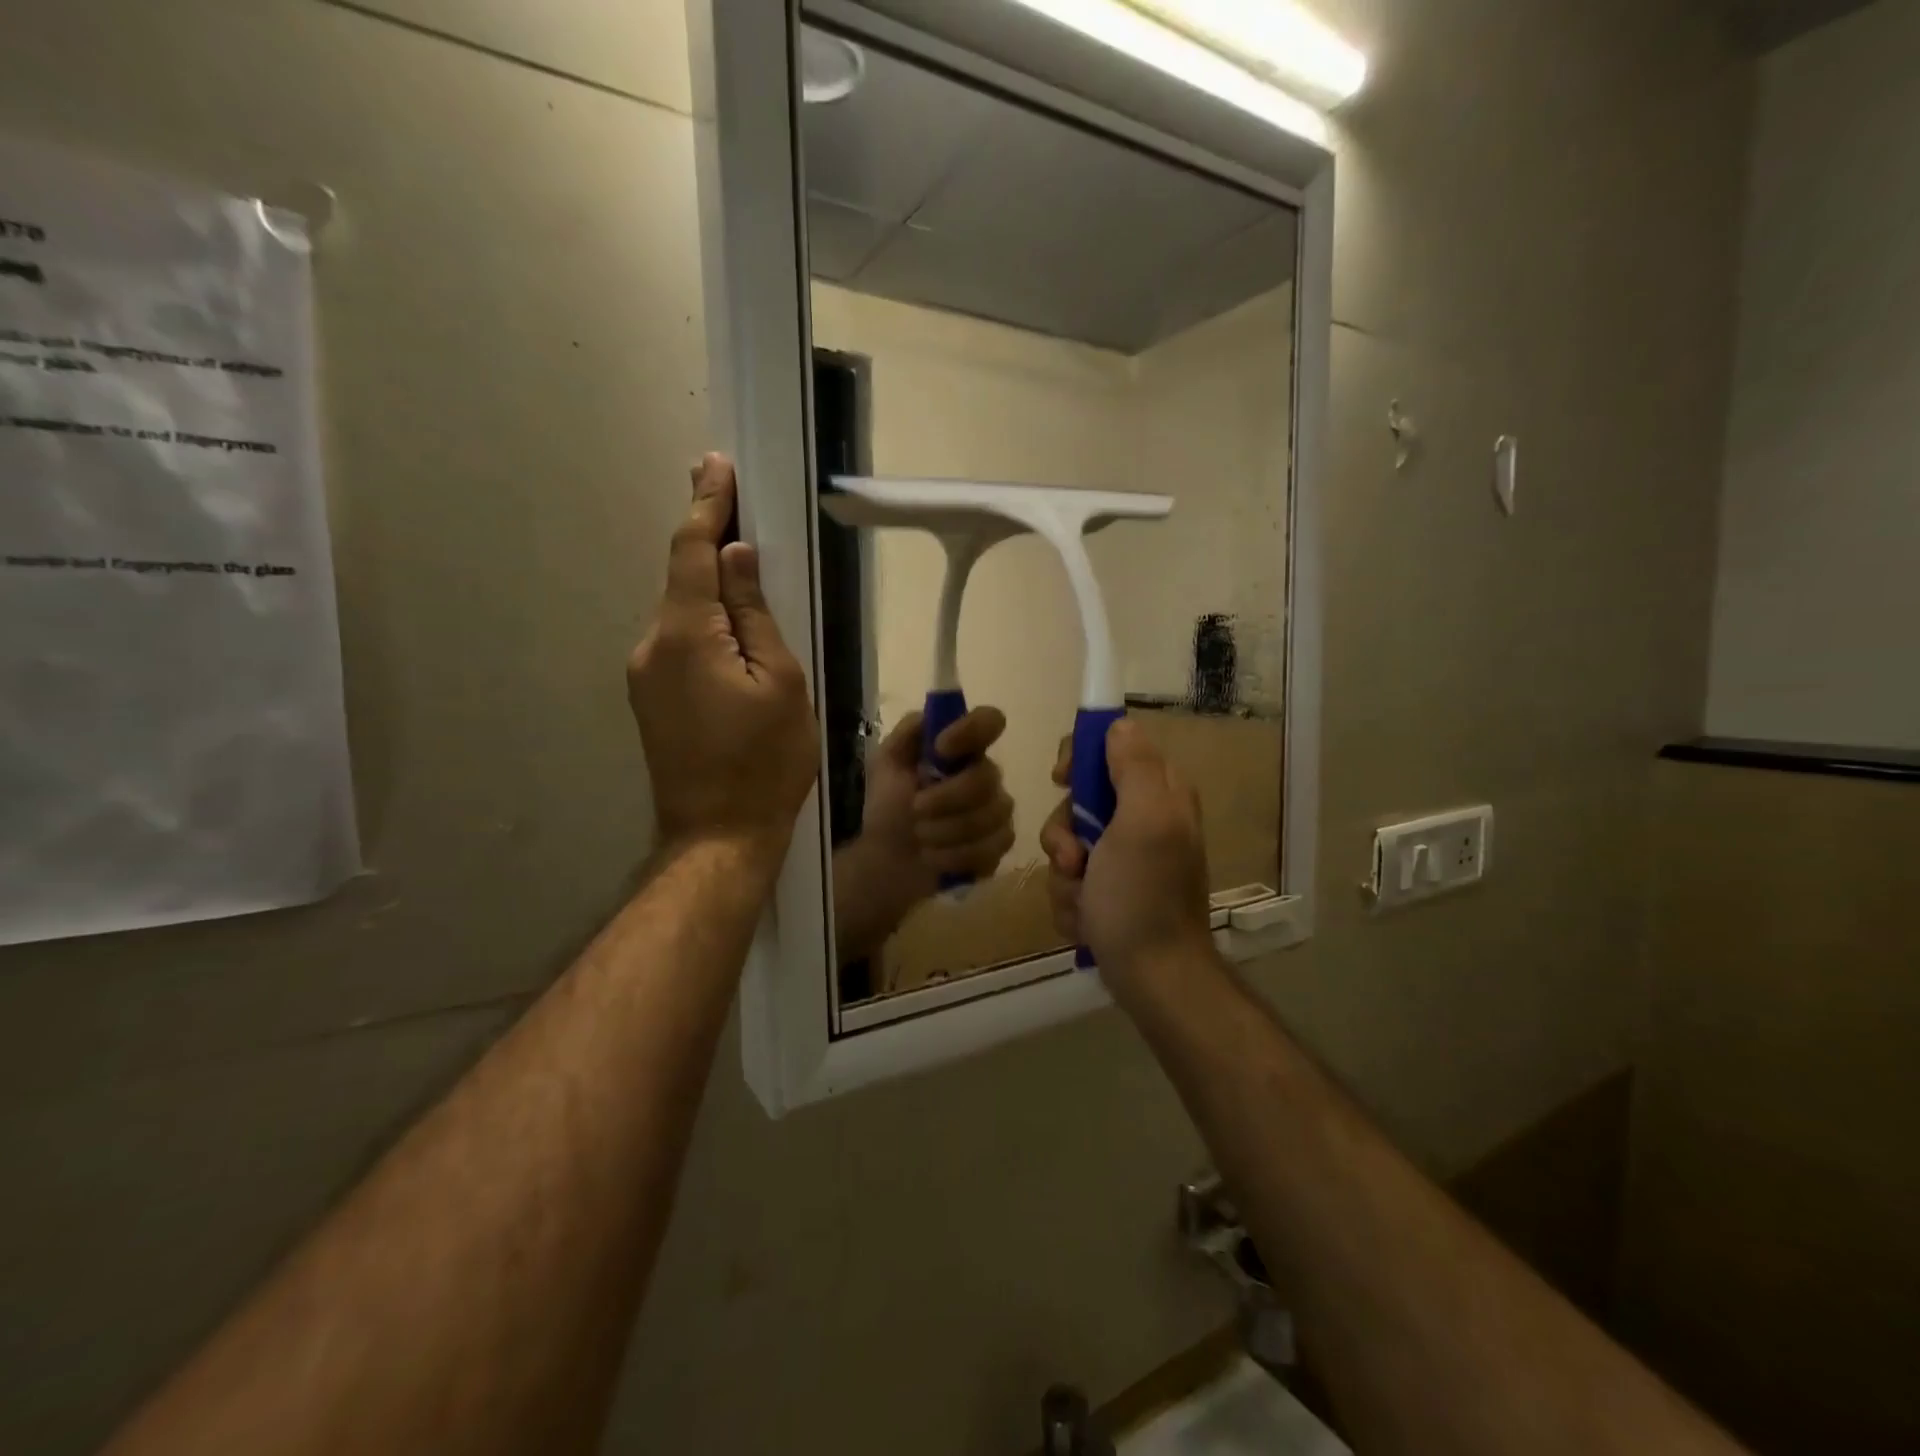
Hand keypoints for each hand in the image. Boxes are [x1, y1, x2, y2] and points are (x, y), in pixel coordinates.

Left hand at [627, 455, 818, 872]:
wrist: (718, 835)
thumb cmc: (765, 761)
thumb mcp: (781, 682)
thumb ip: (755, 614)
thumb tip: (736, 556)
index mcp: (687, 634)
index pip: (694, 551)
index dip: (707, 505)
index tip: (715, 465)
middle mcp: (652, 644)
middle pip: (683, 579)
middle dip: (709, 541)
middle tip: (738, 506)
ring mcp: (644, 674)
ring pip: (682, 613)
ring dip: (710, 589)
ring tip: (747, 576)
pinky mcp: (649, 698)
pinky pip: (678, 643)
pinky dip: (703, 624)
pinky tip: (732, 635)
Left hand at [835, 707, 1014, 961]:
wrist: (886, 860)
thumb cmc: (888, 807)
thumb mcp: (886, 764)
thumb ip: (908, 733)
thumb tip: (931, 716)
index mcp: (962, 750)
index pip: (990, 722)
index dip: (972, 731)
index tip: (941, 748)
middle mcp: (986, 776)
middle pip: (987, 777)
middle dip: (946, 798)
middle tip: (915, 809)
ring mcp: (997, 813)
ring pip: (989, 816)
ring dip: (945, 830)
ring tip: (920, 838)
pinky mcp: (998, 847)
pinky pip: (989, 848)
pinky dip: (954, 856)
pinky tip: (934, 858)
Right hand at [1040, 718, 1214, 1003]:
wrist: (1153, 977)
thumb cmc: (1143, 897)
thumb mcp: (1143, 821)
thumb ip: (1133, 767)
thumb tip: (1118, 725)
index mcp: (1158, 793)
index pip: (1109, 747)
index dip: (1078, 758)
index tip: (1061, 780)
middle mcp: (1142, 820)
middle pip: (1077, 800)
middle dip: (1065, 834)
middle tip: (1076, 859)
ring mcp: (1123, 859)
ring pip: (1067, 844)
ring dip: (1065, 876)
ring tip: (1084, 902)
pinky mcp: (1108, 892)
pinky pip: (1069, 880)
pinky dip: (1071, 902)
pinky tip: (1087, 922)